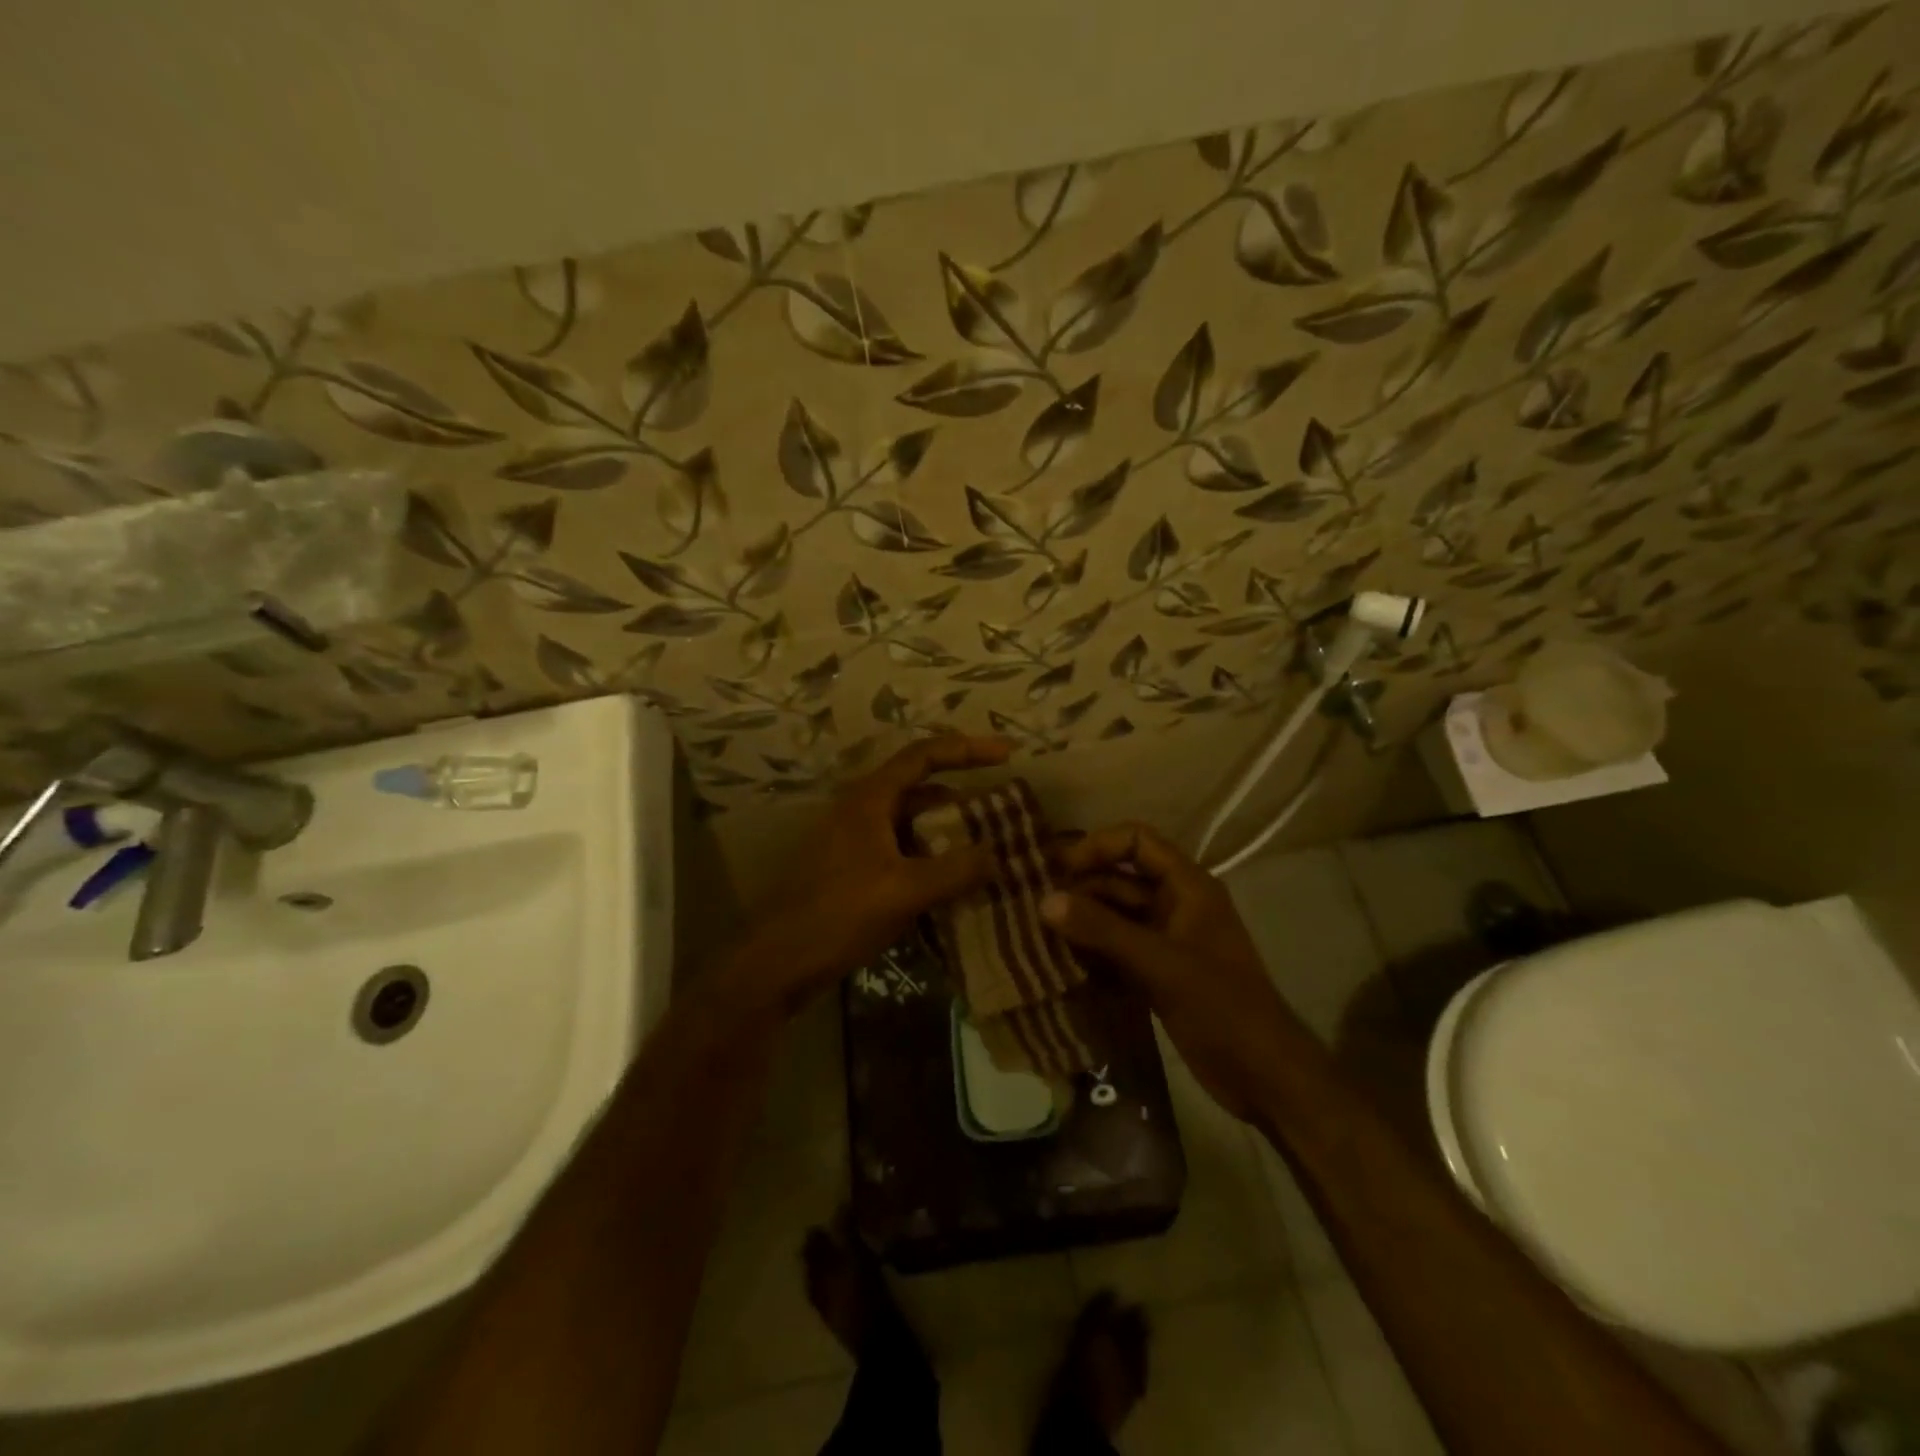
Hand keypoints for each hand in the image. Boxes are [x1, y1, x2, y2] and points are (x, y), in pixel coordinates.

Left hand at [731, 735, 1011, 1013]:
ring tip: (991, 846)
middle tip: (1006, 811)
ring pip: (914, 821)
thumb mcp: (904, 892)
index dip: (968, 749)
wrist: (779, 960)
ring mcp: (857, 838)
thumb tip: (996, 854)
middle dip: (965, 796)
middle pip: (922, 787)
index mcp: (870, 798)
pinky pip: (905, 849)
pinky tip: (957, 879)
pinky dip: (933, 856)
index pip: (925, 755)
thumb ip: (955, 870)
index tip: (1009, 754)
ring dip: (950, 830)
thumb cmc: (839, 914)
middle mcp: (863, 808)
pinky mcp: (856, 867)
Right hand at [1042, 823, 1302, 1121]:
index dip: (1097, 846)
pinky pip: (1116, 950)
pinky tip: (1058, 963)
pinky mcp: (1156, 974)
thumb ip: (1102, 930)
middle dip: (1079, 888)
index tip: (1058, 869)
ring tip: (1036, 933)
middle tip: (1033, 904)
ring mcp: (1165, 941)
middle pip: (1119, 879)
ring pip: (1114, 917)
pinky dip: (1091, 952)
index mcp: (1187, 886)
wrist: (1264, 1076)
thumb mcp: (1160, 963)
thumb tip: (1044, 901)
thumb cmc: (1221, 1006)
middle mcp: (1175, 905)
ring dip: (1081, 922)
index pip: (1136, 842)